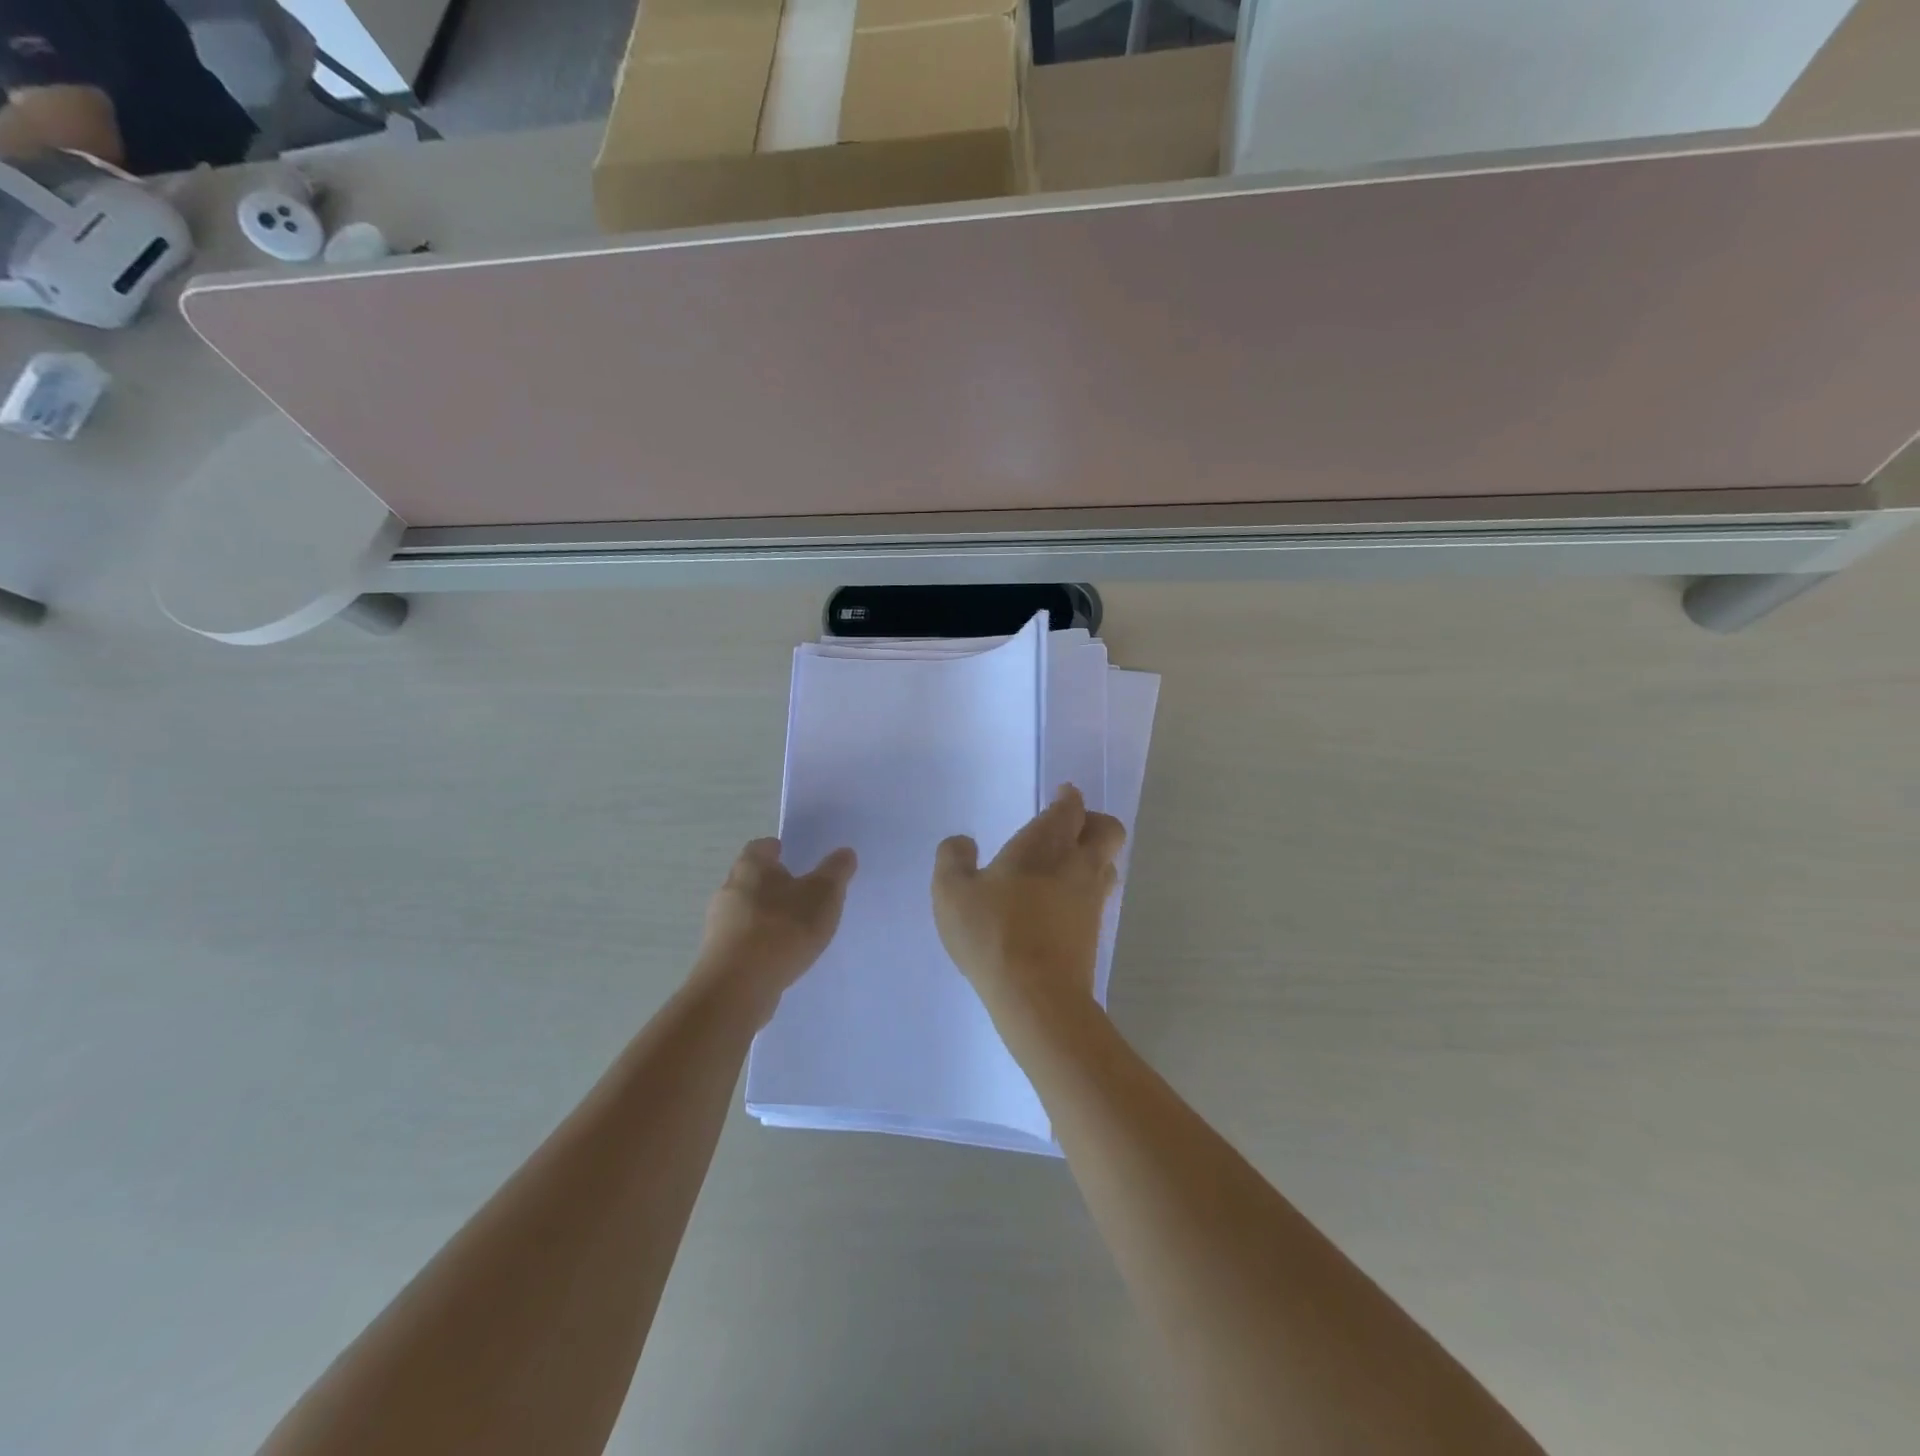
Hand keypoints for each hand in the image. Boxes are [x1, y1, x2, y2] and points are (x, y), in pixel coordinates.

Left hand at [695, 839, 856, 1016]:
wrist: (737, 989)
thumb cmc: (783, 929)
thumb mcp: (823, 895)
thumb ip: (836, 871)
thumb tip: (845, 852)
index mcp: (751, 866)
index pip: (763, 846)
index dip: (781, 849)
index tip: (800, 860)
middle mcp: (729, 889)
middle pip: (754, 879)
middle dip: (777, 885)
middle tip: (806, 895)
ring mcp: (719, 925)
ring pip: (748, 911)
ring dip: (769, 917)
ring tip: (798, 931)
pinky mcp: (718, 956)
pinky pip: (745, 941)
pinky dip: (762, 943)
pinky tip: (782, 957)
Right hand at [932, 785, 1125, 1015]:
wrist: (1037, 996)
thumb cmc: (993, 933)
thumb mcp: (952, 892)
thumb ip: (953, 859)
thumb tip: (962, 842)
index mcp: (1046, 843)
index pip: (1070, 807)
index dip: (1068, 798)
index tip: (1060, 795)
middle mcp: (1078, 864)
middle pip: (1107, 829)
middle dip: (1093, 821)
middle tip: (1069, 827)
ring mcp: (1092, 899)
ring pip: (1108, 863)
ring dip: (1093, 855)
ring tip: (1065, 864)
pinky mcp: (1094, 932)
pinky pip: (1099, 895)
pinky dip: (1086, 888)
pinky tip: (1060, 902)